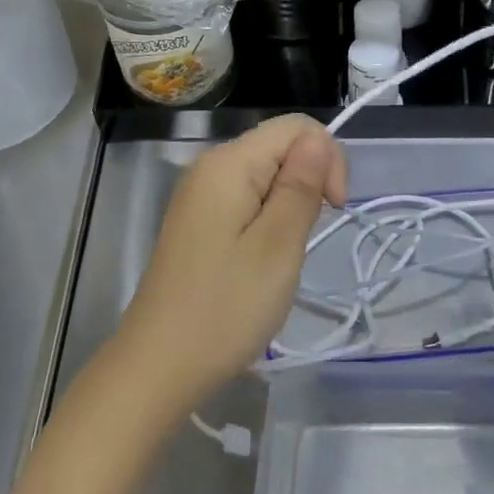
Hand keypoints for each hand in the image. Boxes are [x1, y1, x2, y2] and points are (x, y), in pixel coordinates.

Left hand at [112, 115, 346, 412]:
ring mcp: (200, 196)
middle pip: (279, 147)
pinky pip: (246, 200)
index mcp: (228, 163)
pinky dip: (269, 220)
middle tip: (308, 237)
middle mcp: (210, 168)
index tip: (334, 209)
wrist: (159, 366)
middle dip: (309, 181)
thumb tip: (319, 139)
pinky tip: (264, 258)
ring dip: (290, 205)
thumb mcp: (278, 246)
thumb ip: (301, 185)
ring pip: (266, 176)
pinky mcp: (198, 223)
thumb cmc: (225, 307)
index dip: (327, 157)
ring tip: (286, 253)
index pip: (296, 127)